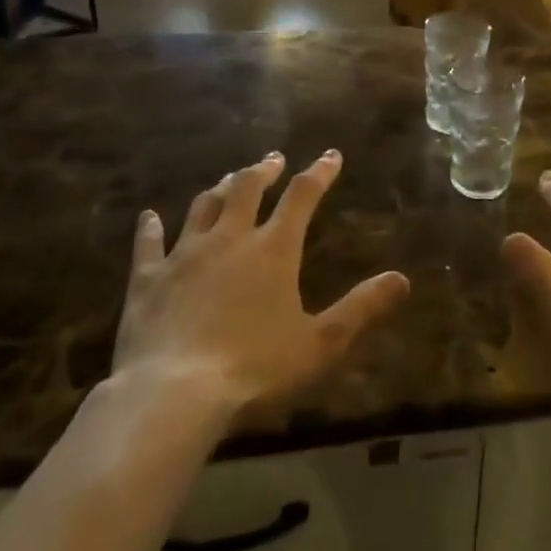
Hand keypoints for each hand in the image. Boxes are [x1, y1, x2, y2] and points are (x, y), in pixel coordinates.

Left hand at [109, 151, 409, 419]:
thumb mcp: (321, 344)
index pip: (303, 196)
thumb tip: (402, 278)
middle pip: (247, 188)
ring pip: (203, 206)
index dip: (319, 172)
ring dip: (219, 188)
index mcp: (273, 249)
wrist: (173, 395)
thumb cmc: (254, 370)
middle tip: (273, 159)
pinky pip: (148, 244)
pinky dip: (150, 228)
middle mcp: (230, 239)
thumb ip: (361, 308)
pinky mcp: (148, 279)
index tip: (331, 155)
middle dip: (263, 170)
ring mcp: (185, 255)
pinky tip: (148, 216)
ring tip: (228, 179)